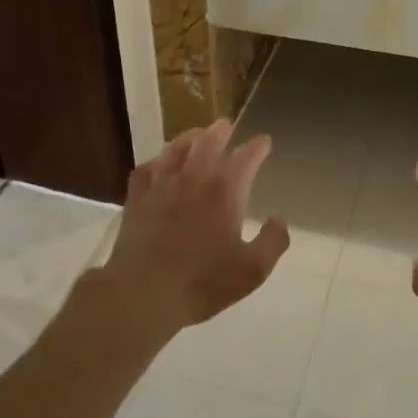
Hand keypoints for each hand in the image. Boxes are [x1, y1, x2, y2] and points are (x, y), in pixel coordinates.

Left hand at [101, 120, 289, 336]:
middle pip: (208, 142)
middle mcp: (194, 178)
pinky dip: (156, 162)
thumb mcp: (252, 270)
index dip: (257, 147)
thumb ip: (273, 242)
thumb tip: (279, 221)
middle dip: (220, 131)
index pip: (246, 157)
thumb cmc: (203, 281)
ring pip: (176, 149)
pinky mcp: (137, 199)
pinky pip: (146, 169)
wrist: (144, 292)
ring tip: (196, 134)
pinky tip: (157, 164)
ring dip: (189, 138)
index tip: (264, 141)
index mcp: (225, 190)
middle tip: (226, 125)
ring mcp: (162, 185)